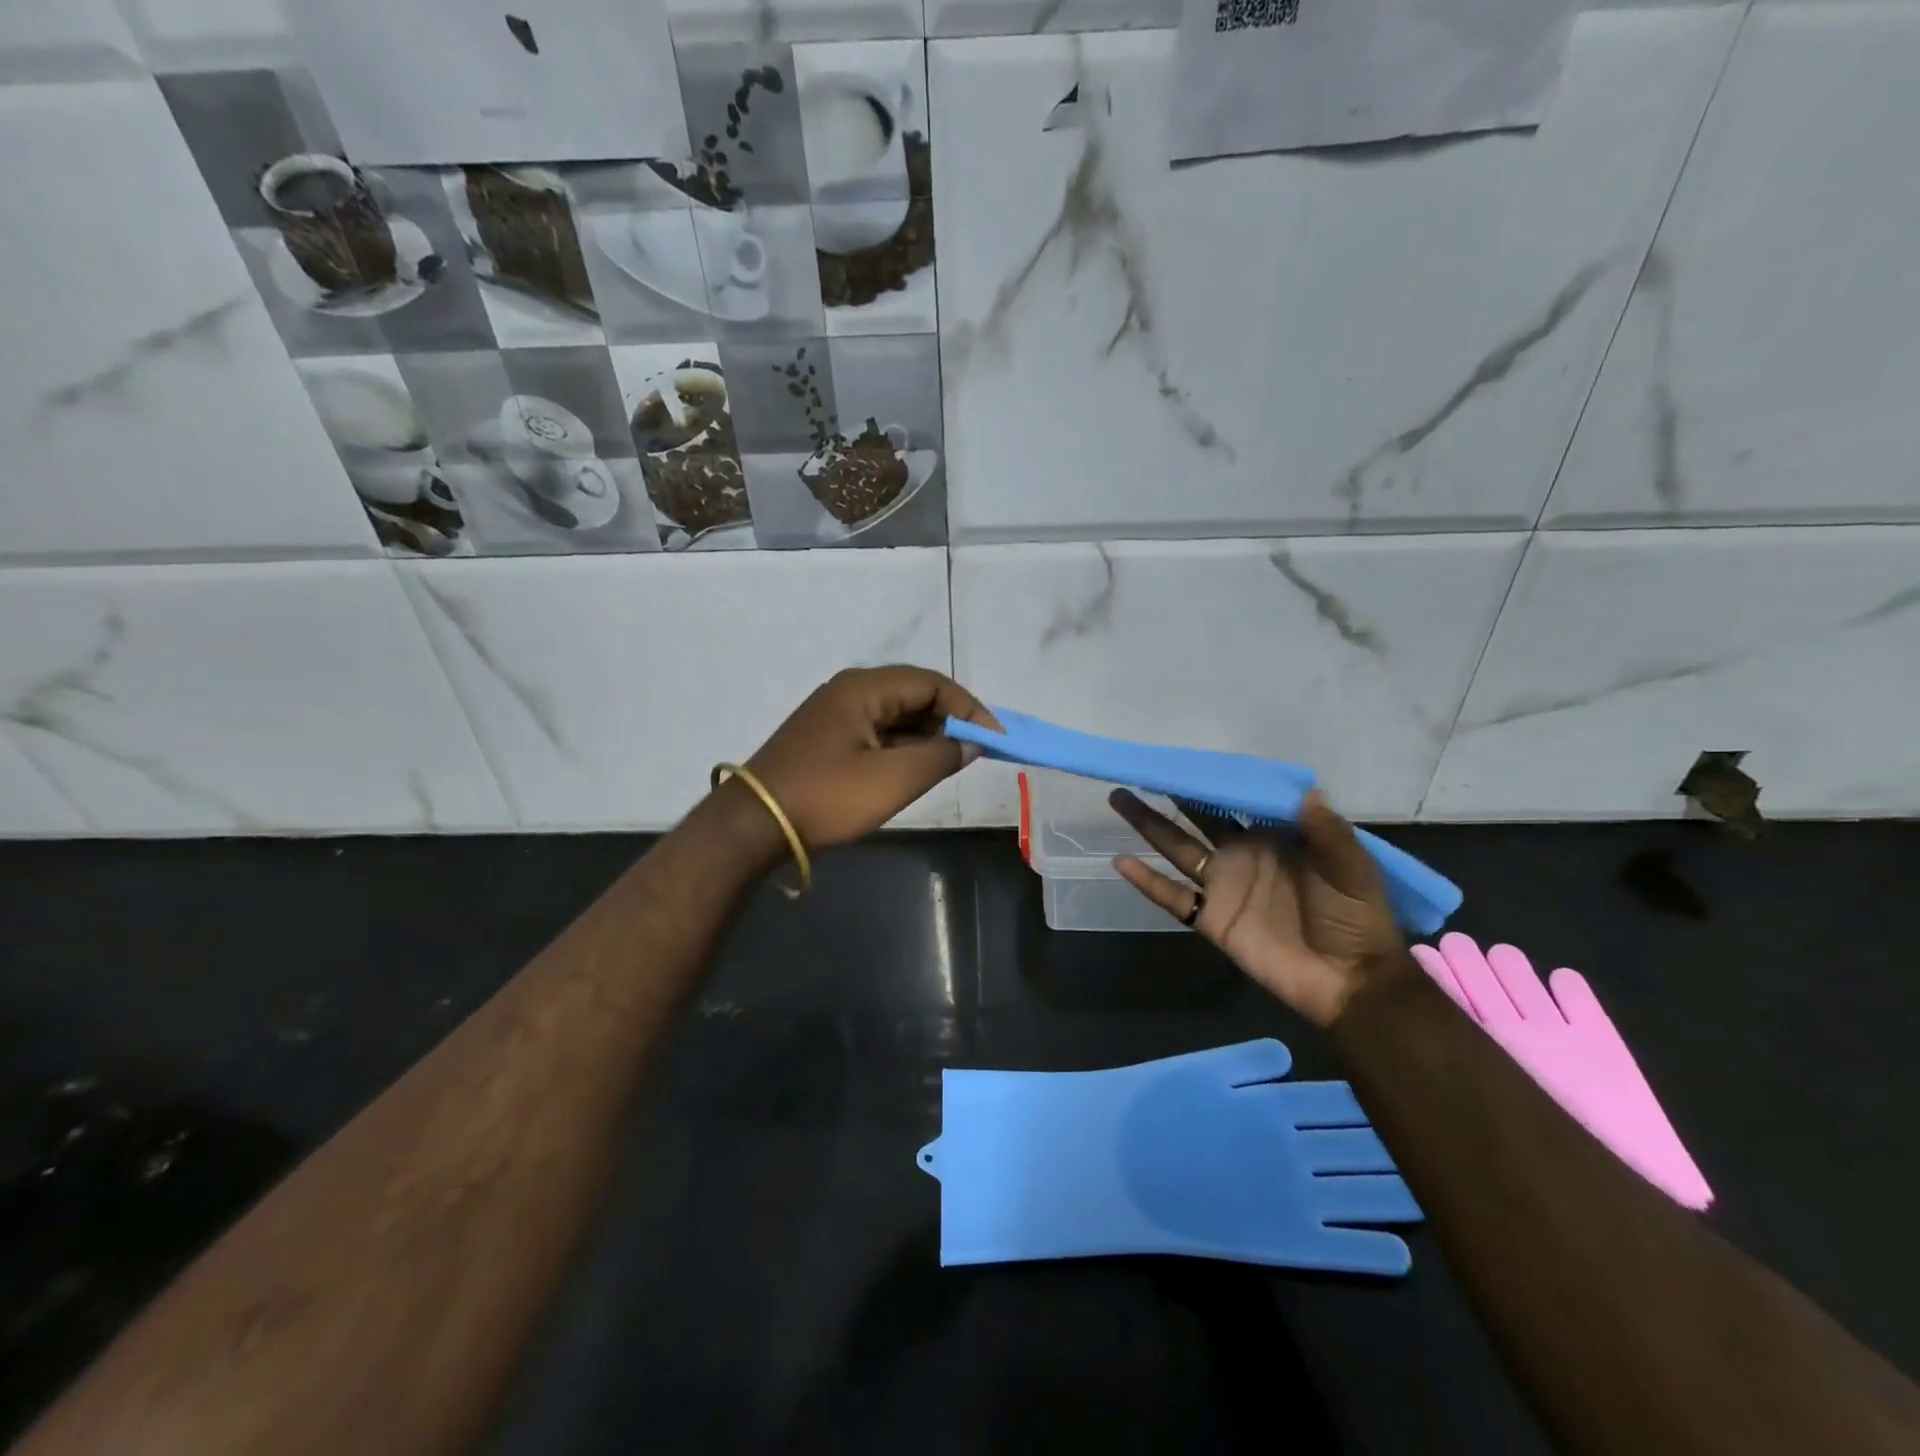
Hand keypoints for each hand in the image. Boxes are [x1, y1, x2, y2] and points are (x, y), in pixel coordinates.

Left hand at [737, 666, 997, 852]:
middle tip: (977, 751)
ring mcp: (835, 715)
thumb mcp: (894, 778)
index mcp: (864, 688)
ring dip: (927, 735)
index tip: (995, 738)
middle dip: (949, 720)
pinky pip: (877, 733)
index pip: (931, 683)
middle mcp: (850, 691)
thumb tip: (972, 741)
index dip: (968, 707)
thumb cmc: (828, 796)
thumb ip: (940, 755)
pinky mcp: (828, 740)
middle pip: (913, 695)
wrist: (754, 826)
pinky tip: (917, 769)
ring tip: (953, 763)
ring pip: (896, 716)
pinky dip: (903, 747)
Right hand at [1109, 789, 1407, 1027]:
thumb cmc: (1356, 918)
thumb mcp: (1352, 869)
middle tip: (1142, 770)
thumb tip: (1306, 791)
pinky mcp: (1210, 918)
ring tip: (1119, 797)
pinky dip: (1147, 882)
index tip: (1186, 760)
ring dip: (1148, 824)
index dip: (1212, 782)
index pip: (1236, 802)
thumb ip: (1327, 832)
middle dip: (1171, 794)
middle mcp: (1242, 854)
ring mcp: (1222, 886)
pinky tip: (1122, 861)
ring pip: (1176, 848)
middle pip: (1197, 818)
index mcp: (1274, 837)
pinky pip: (1172, 897)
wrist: (1350, 982)